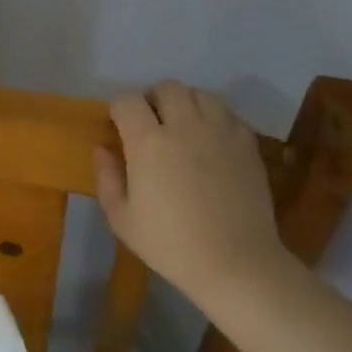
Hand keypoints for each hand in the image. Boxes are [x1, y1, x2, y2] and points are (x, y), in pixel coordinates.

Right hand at [94, 81, 290, 306]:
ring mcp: (220, 131)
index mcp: (148, 142)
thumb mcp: (122, 219)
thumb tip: (103, 149)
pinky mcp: (248, 143)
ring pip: (200, 94)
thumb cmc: (171, 245)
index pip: (127, 100)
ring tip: (183, 127)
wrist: (236, 264)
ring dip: (186, 103)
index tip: (118, 127)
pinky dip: (215, 118)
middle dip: (153, 99)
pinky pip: (228, 114)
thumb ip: (107, 178)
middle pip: (167, 88)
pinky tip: (211, 142)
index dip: (119, 109)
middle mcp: (185, 126)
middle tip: (151, 124)